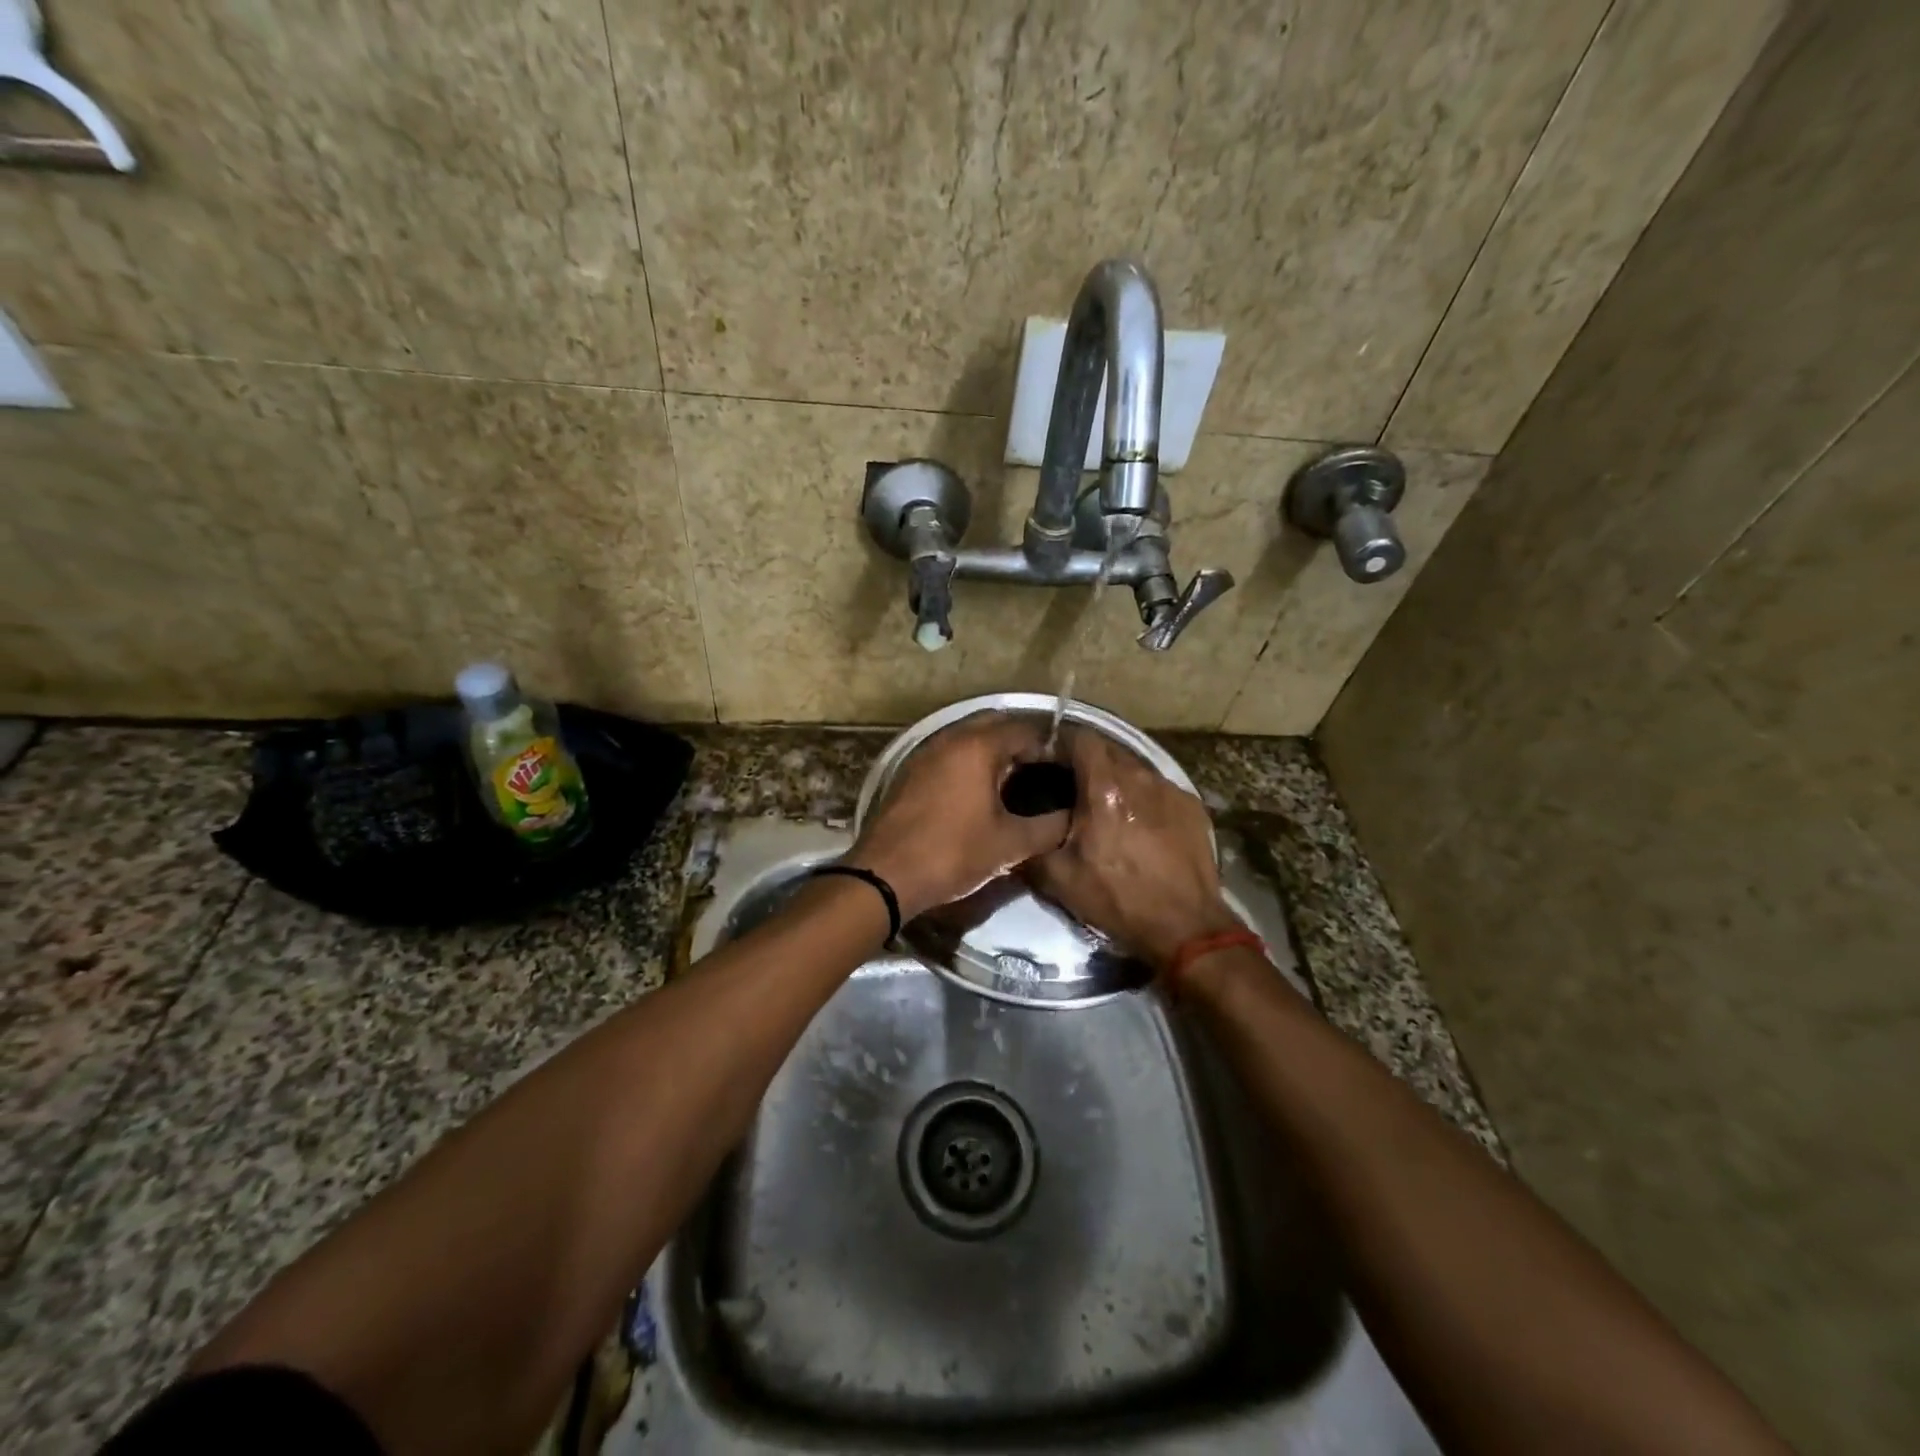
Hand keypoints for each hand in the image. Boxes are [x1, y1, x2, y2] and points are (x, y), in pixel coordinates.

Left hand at [847, 714, 1069, 920]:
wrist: (886, 875)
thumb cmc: (953, 853)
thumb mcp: (1010, 845)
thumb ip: (1049, 828)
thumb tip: (1073, 818)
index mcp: (978, 747)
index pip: (1026, 730)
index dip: (1051, 747)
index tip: (1067, 769)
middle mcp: (951, 738)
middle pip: (996, 726)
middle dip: (1022, 744)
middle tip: (1044, 770)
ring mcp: (927, 753)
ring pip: (970, 739)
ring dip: (995, 752)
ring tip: (1017, 781)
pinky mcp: (912, 772)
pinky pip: (950, 755)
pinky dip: (970, 763)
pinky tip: (981, 791)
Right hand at [1026, 728, 1238, 970]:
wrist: (1185, 927)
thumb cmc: (1118, 899)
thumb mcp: (1059, 878)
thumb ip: (1031, 846)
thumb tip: (1013, 834)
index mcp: (1105, 786)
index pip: (1080, 738)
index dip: (1059, 741)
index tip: (1045, 757)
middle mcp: (1140, 777)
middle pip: (1108, 750)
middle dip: (1086, 760)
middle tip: (1069, 784)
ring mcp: (1171, 789)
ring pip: (1135, 768)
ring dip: (1115, 778)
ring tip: (1104, 805)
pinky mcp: (1192, 806)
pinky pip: (1158, 789)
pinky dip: (1143, 797)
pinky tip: (1138, 823)